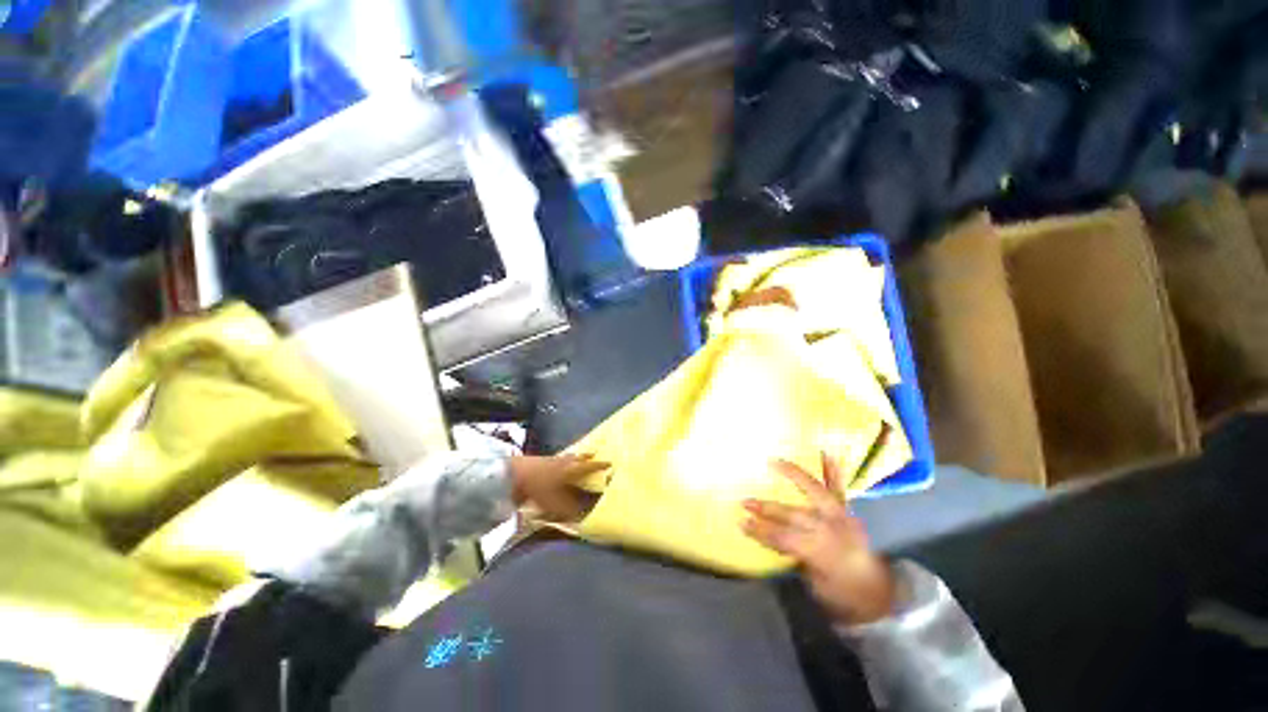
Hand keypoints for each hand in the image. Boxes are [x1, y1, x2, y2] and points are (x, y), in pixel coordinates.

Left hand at [509, 454, 609, 522]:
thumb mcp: (556, 504)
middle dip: (587, 457)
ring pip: (567, 457)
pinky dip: (560, 461)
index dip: (600, 465)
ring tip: (577, 457)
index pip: (590, 467)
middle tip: (594, 454)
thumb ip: (571, 511)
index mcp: (571, 469)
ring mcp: (551, 459)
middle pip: (578, 457)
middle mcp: (564, 462)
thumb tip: (586, 516)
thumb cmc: (538, 488)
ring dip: (574, 457)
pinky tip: (557, 463)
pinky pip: (556, 459)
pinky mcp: (540, 461)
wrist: (513, 474)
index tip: (611, 462)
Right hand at [742, 455, 895, 625]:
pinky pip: (840, 488)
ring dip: (793, 475)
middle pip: (795, 515)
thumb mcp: (814, 583)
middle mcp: (833, 530)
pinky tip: (827, 452)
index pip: (785, 538)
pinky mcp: (848, 511)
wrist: (877, 593)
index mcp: (823, 553)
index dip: (762, 532)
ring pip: (816, 491)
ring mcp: (842, 516)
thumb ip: (795, 555)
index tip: (742, 524)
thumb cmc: (842, 593)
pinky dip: (833, 470)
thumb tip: (771, 535)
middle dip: (769, 508)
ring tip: (774, 461)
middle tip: (746, 501)